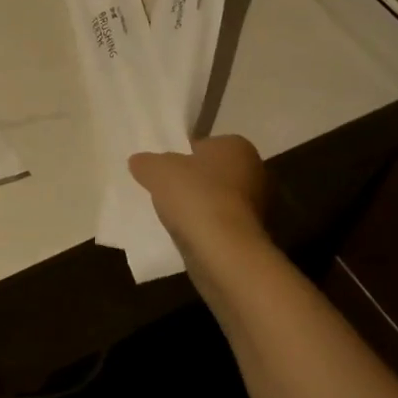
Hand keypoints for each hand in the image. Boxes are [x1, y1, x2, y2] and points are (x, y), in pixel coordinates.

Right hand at [129, 135, 270, 247]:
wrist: (224, 251)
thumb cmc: (196, 197)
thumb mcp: (157, 170)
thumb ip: (147, 162)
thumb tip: (139, 162)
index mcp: (236, 146)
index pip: (204, 145)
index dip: (181, 156)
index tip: (163, 171)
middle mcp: (254, 171)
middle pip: (212, 173)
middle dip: (191, 182)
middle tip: (164, 191)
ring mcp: (257, 206)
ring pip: (217, 200)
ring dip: (198, 207)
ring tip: (171, 216)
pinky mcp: (251, 235)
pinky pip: (220, 224)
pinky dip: (205, 228)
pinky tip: (186, 235)